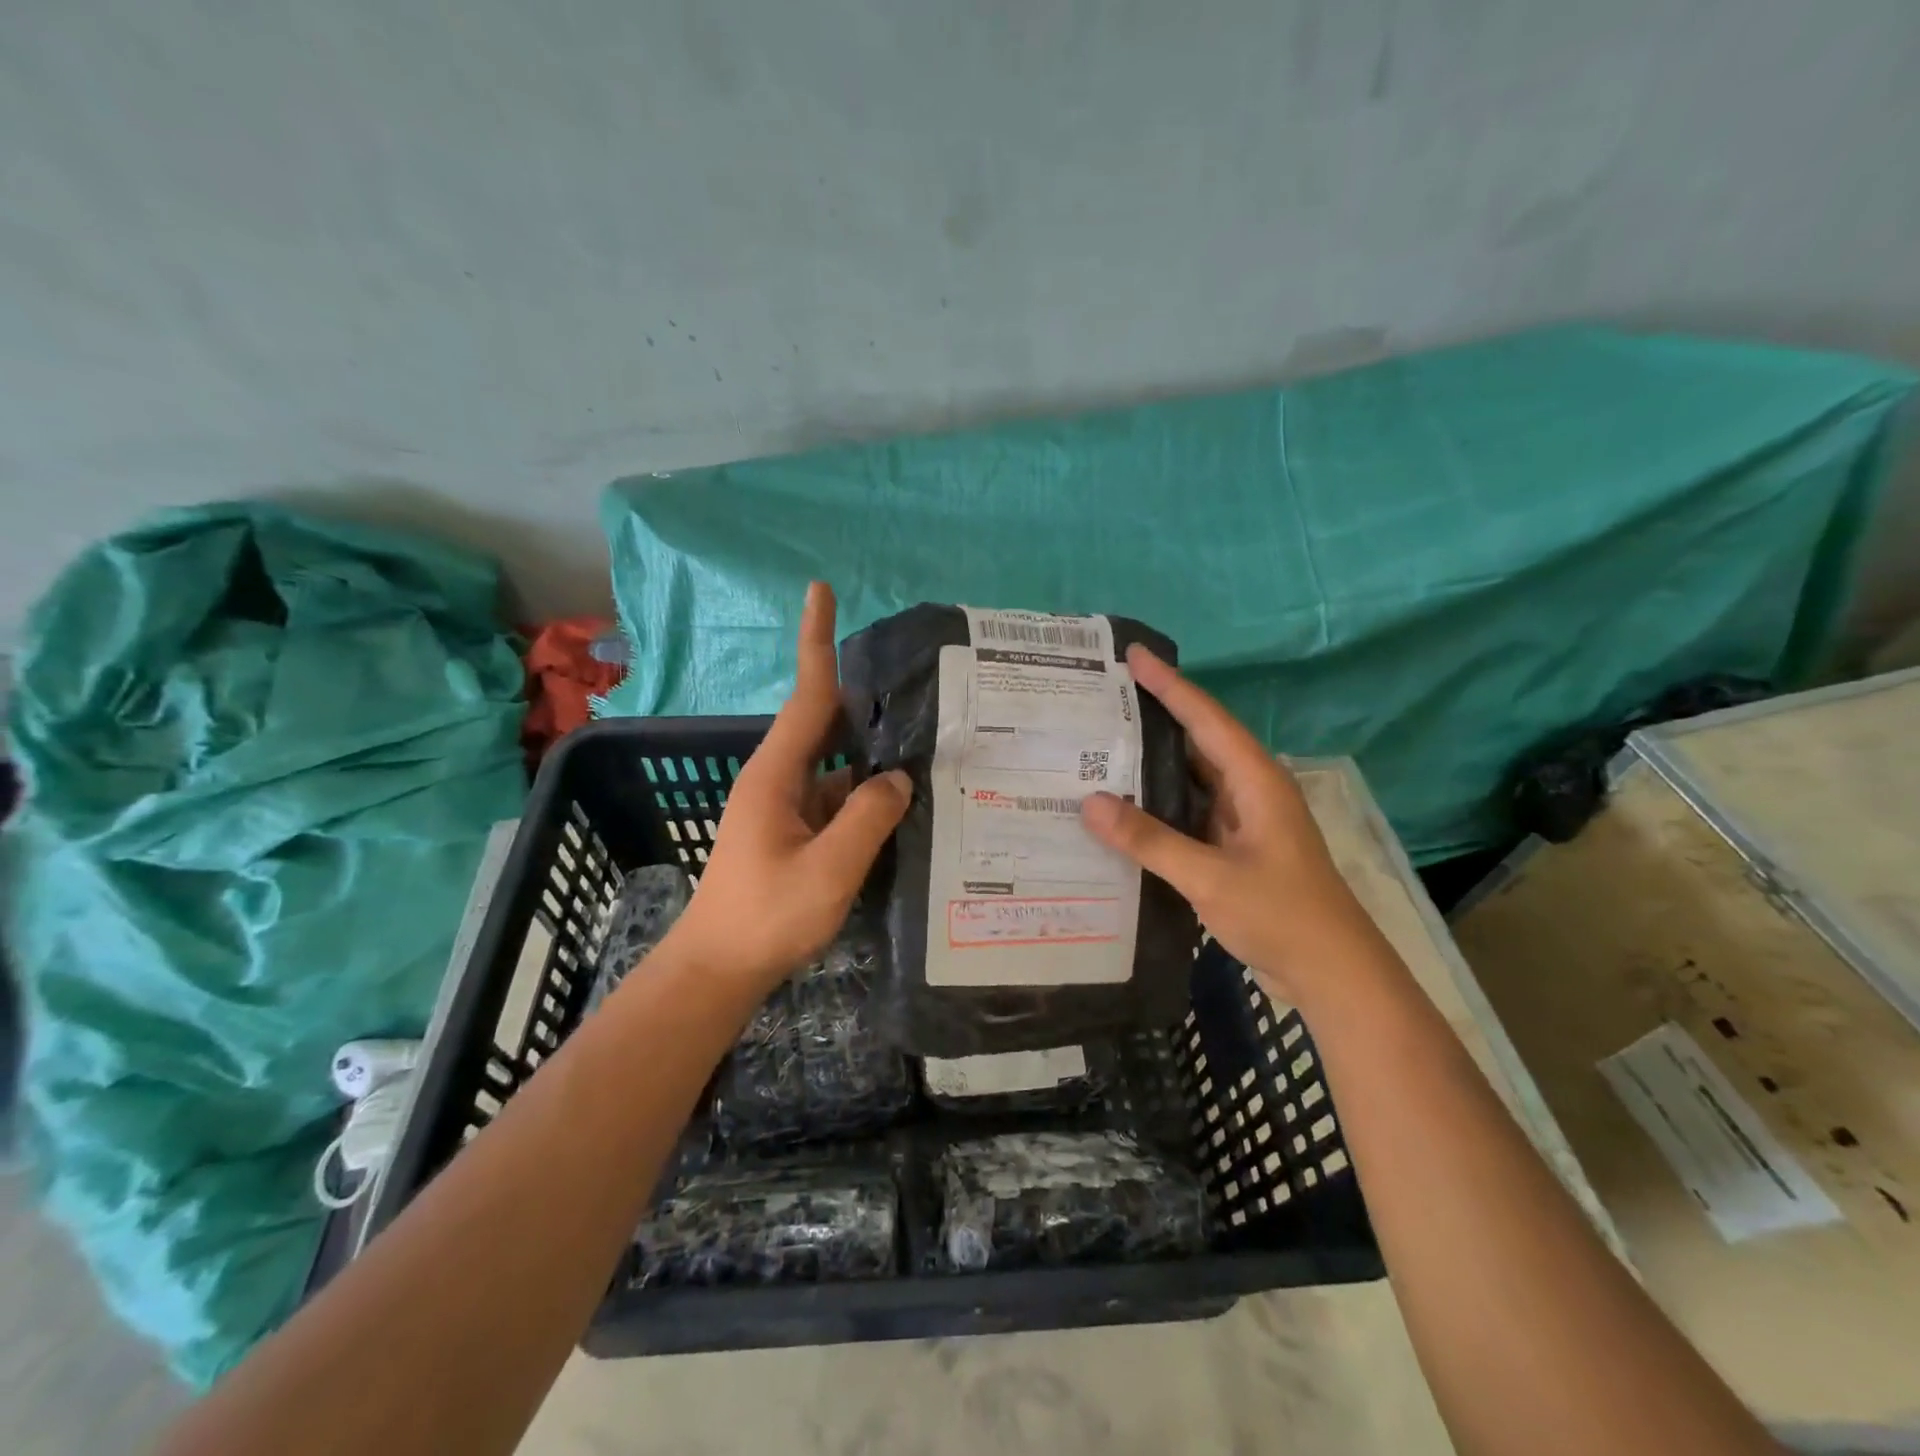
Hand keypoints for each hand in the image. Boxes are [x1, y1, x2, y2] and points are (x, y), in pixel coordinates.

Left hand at [666, 582, 910, 990]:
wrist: (718, 968)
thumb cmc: (767, 916)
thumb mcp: (829, 869)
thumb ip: (868, 817)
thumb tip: (897, 778)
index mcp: (776, 774)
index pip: (806, 695)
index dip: (815, 640)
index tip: (819, 590)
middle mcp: (778, 779)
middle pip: (825, 724)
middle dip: (863, 700)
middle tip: (913, 684)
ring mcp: (785, 807)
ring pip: (837, 768)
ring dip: (871, 759)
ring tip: (926, 748)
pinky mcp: (793, 832)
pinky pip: (836, 800)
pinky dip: (865, 797)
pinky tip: (901, 806)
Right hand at [1080, 646, 1378, 1004]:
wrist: (1334, 975)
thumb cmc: (1282, 915)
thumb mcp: (1210, 877)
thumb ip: (1150, 840)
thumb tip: (1089, 802)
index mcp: (1255, 781)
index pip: (1205, 718)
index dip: (1168, 685)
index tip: (1132, 656)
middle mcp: (1250, 790)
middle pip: (1197, 740)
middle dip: (1153, 717)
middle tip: (1102, 699)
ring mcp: (1243, 821)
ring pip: (1191, 778)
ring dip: (1153, 764)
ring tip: (1101, 746)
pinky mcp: (1234, 848)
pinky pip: (1189, 812)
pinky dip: (1159, 805)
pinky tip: (1125, 809)